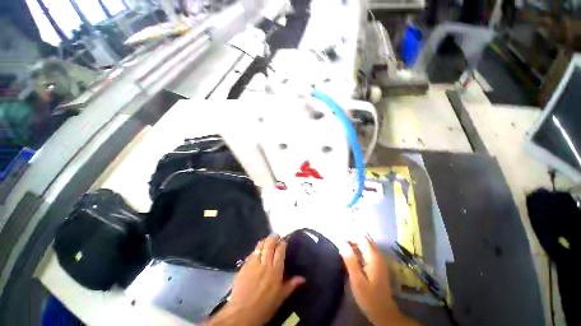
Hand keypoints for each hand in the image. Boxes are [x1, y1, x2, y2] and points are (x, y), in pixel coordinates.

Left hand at [207, 234, 304, 325]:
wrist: (241, 314)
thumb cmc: (264, 307)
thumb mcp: (280, 298)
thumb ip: (291, 285)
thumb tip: (302, 278)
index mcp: (275, 270)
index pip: (280, 250)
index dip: (283, 243)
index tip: (284, 240)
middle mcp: (265, 263)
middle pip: (269, 244)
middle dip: (273, 237)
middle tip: (276, 236)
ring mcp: (253, 263)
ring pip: (259, 246)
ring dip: (264, 241)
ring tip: (267, 241)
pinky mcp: (244, 266)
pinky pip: (251, 253)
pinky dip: (255, 250)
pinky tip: (257, 252)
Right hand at [342, 237, 418, 325]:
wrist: (383, 312)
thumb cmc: (369, 297)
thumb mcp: (357, 280)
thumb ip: (350, 260)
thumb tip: (341, 243)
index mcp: (373, 257)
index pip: (361, 238)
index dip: (350, 235)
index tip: (339, 239)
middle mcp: (378, 255)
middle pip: (365, 238)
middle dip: (352, 237)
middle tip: (340, 242)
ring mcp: (379, 259)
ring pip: (366, 243)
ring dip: (355, 242)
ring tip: (343, 246)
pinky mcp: (378, 263)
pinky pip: (367, 249)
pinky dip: (359, 247)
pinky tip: (352, 253)